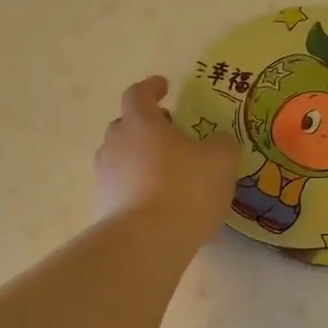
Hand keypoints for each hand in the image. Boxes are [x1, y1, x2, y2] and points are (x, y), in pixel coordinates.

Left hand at [95, 76, 237, 241]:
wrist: (148, 241)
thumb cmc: (186, 188)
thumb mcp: (221, 161)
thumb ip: (222, 144)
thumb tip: (218, 141)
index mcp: (141, 123)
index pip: (139, 94)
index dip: (152, 88)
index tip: (165, 86)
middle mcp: (116, 144)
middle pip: (127, 126)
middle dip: (148, 126)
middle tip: (172, 134)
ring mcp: (107, 177)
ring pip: (124, 159)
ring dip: (143, 160)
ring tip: (170, 174)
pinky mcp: (105, 207)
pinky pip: (126, 190)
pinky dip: (143, 191)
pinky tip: (167, 209)